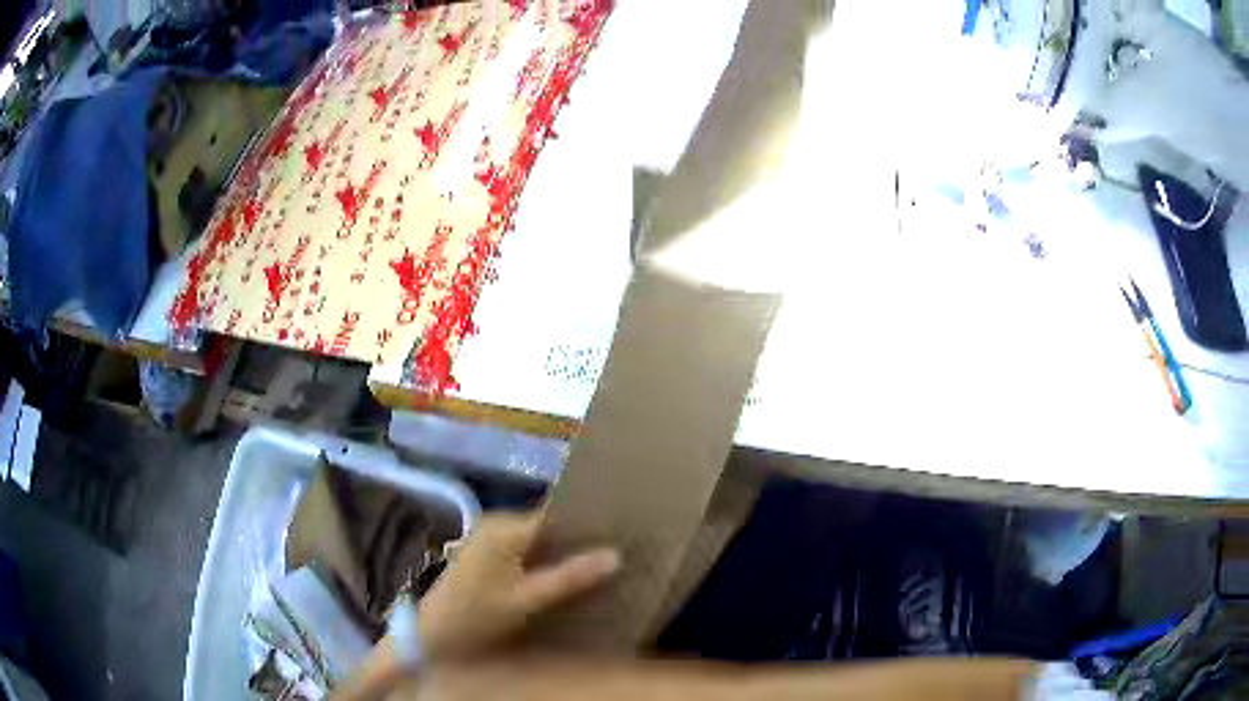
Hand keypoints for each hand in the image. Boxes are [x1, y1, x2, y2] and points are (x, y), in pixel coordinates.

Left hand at [419, 511, 619, 660]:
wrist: (433, 633)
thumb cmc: (478, 615)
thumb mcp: (527, 600)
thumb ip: (569, 578)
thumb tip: (616, 554)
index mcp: (505, 528)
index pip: (557, 513)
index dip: (589, 522)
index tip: (622, 531)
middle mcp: (498, 523)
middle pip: (549, 524)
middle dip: (580, 538)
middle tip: (618, 549)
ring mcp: (490, 537)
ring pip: (540, 537)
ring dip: (565, 550)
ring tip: (600, 562)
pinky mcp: (488, 552)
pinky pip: (527, 548)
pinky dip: (547, 559)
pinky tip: (567, 575)